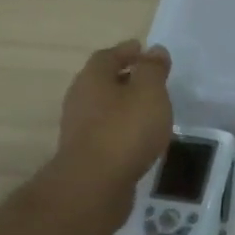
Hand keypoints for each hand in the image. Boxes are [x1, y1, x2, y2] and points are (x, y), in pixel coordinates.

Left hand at [49, 39, 173, 198]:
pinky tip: (139, 137)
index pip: (108, 56)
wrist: (95, 184)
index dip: (127, 51)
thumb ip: (153, 70)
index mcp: (93, 78)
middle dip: (124, 77)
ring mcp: (80, 128)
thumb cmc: (125, 130)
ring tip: (148, 109)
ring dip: (123, 105)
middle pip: (102, 81)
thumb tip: (154, 50)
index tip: (144, 50)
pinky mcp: (87, 154)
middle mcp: (80, 99)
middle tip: (149, 79)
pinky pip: (107, 131)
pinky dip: (122, 128)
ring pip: (104, 107)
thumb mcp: (149, 93)